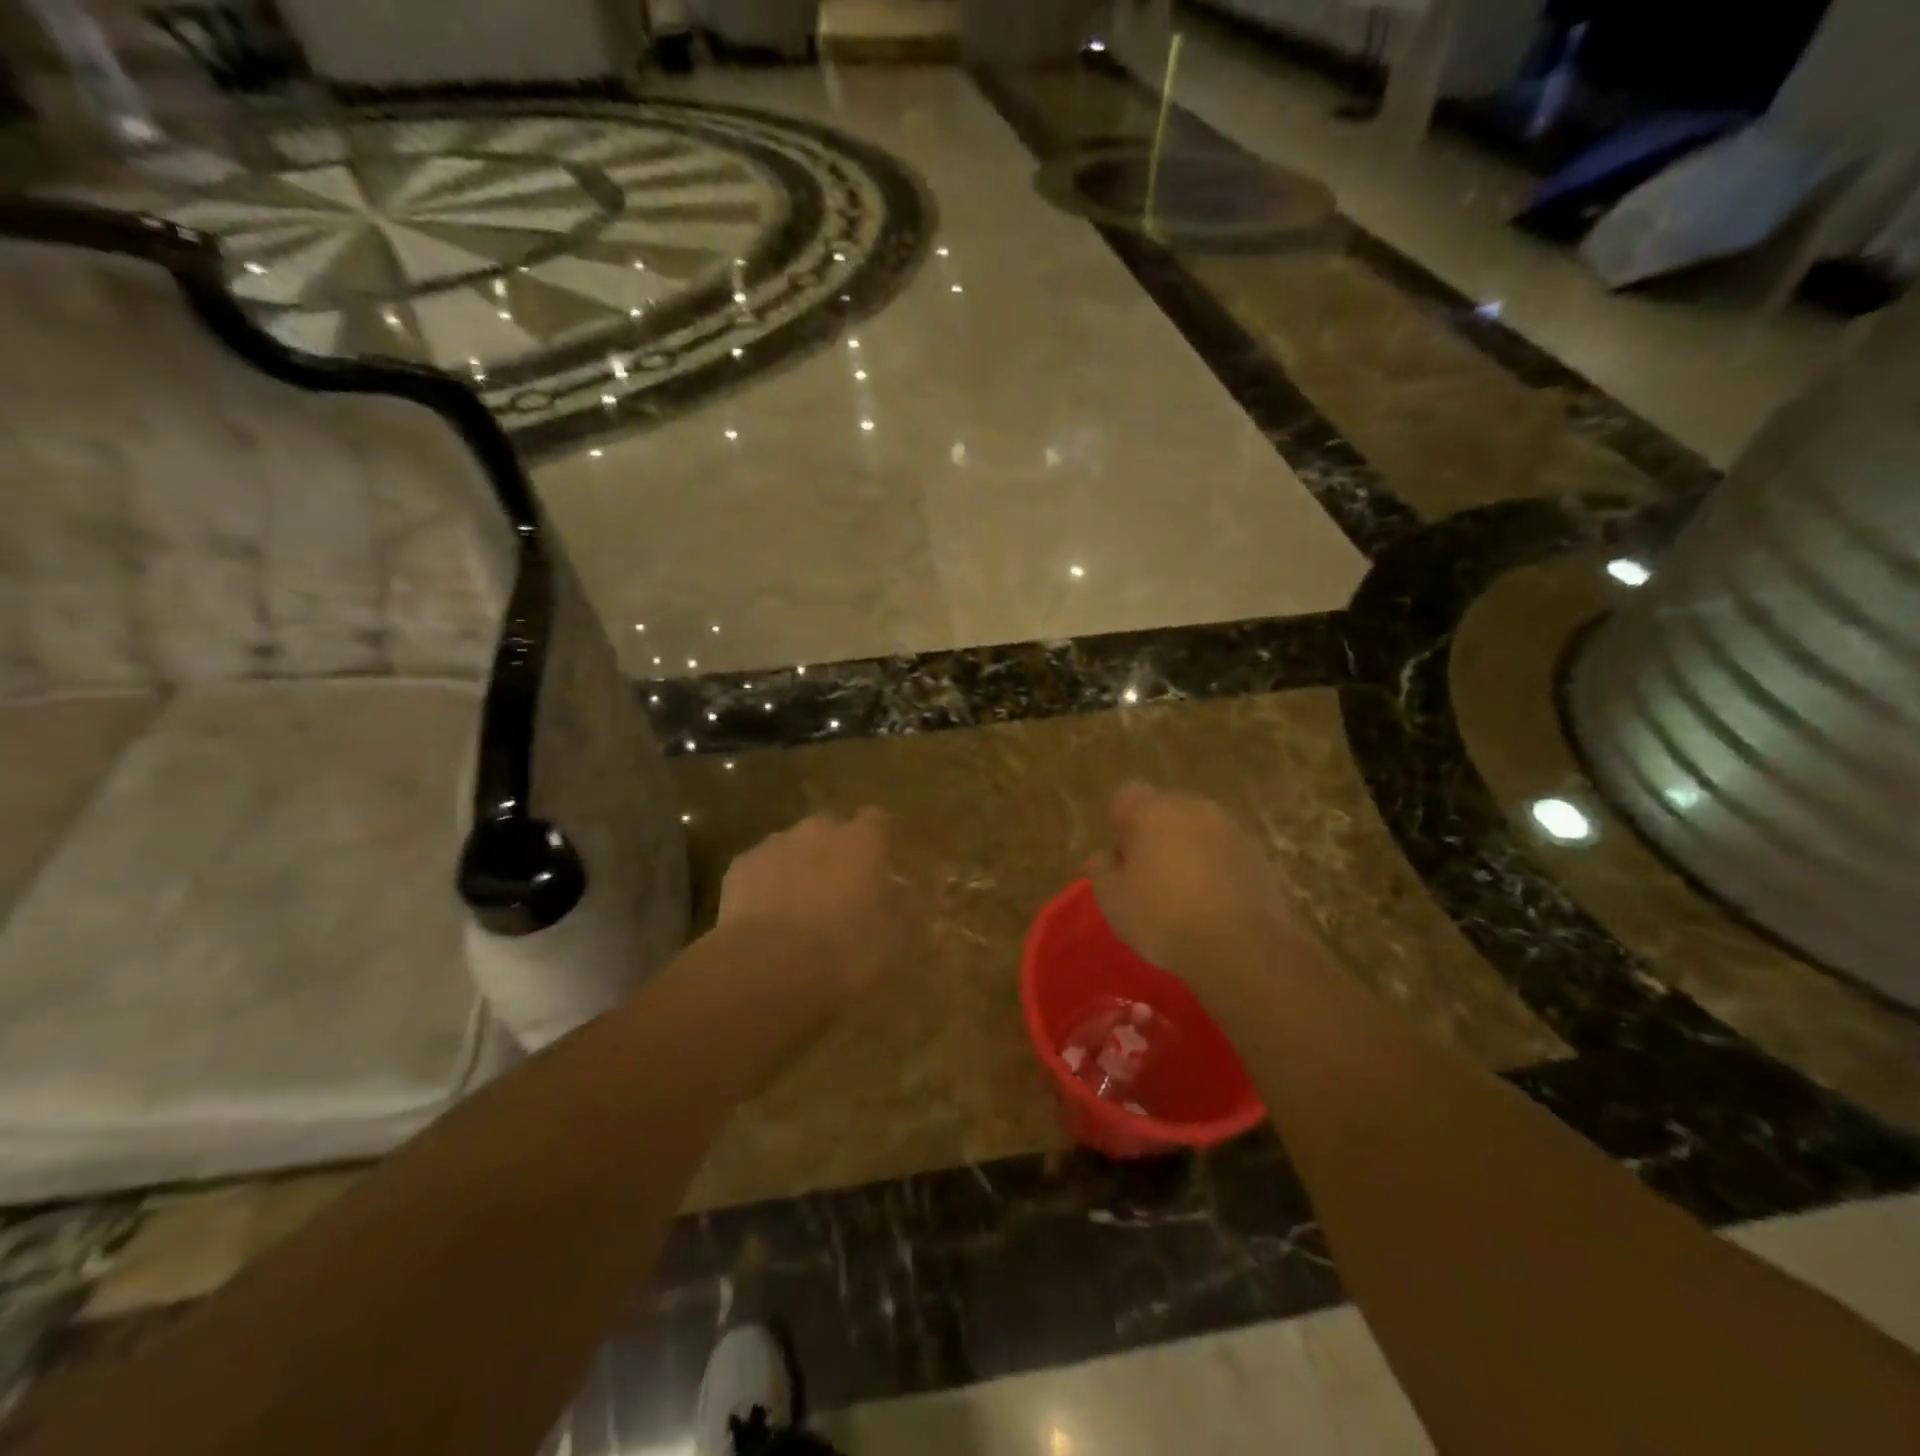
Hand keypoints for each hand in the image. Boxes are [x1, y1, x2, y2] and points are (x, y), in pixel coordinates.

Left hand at [716, 808, 903, 998]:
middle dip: (835, 852)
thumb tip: (902, 891)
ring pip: (792, 847)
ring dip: (799, 867)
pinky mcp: (739, 867)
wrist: (769, 967)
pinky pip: (760, 869)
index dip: (878, 842)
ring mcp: (775, 844)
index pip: (878, 820)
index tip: (880, 867)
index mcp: (863, 840)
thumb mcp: (896, 937)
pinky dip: (765, 886)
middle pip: (831, 829)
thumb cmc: (847, 950)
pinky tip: (766, 919)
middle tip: (839, 891)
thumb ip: (903, 906)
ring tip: (799, 909)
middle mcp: (819, 829)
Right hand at [1085, 782, 1298, 980]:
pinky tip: (1214, 902)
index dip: (1120, 822)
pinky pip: (1226, 851)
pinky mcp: (1260, 855)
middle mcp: (1196, 808)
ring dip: (1189, 849)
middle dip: (1155, 833)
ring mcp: (1233, 829)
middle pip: (1166, 809)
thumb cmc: (1165, 919)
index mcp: (1155, 811)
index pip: (1127, 794)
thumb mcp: (1114, 901)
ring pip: (1199, 829)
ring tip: (1184, 891)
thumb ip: (1101, 870)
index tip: (1122, 856)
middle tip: (1149, 875)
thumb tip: (1103, 856)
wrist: (1243, 950)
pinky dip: (1217, 867)